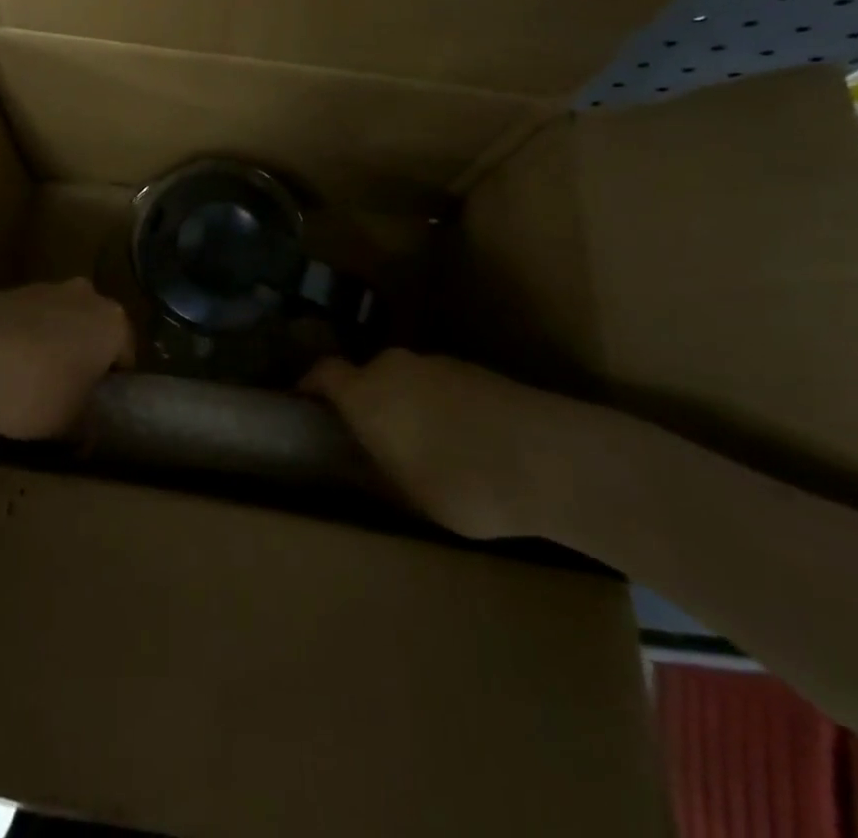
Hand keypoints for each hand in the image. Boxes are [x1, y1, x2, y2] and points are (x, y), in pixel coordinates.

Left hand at [0, 279, 133, 439]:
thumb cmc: (33, 391)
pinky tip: (0, 369)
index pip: (125, 355)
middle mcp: (84, 295)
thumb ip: (87, 426)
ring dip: (50, 346)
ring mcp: (43, 288)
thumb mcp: (69, 424)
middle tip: (66, 394)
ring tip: (27, 384)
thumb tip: (88, 434)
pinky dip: (20, 340)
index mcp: (113, 321)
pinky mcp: (5, 291)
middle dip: (83, 357)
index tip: (95, 407)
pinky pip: (25, 321)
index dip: (112, 385)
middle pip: (92, 331)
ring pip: (58, 322)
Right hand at [303, 349, 586, 540]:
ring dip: (407, 405)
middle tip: (373, 439)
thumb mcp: (406, 493)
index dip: (311, 387)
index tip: (307, 406)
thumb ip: (377, 465)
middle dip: (366, 402)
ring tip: (425, 448)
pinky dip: (441, 408)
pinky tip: (465, 443)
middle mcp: (396, 366)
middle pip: (368, 375)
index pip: (323, 373)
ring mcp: (440, 363)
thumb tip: (364, 459)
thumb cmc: (461, 483)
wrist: (550, 458)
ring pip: (407, 380)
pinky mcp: (477, 371)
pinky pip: (441, 386)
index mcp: (367, 392)